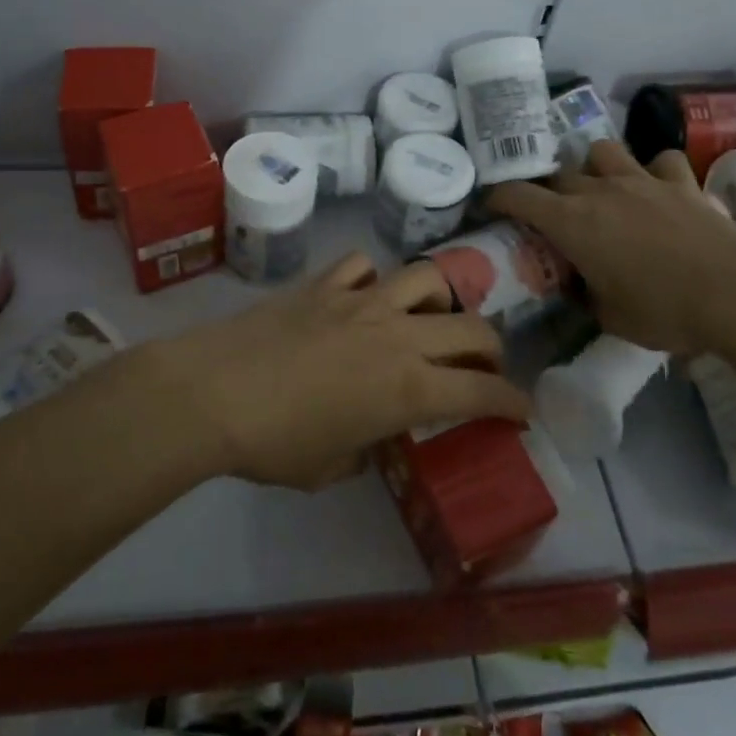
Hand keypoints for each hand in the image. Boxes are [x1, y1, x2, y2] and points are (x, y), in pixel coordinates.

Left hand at [153, 253, 529, 489]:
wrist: (214, 392)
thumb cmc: (274, 444)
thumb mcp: (329, 468)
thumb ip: (364, 450)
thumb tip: (369, 436)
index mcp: (408, 388)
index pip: (482, 392)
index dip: (512, 403)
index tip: (522, 412)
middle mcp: (397, 335)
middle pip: (471, 329)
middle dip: (492, 350)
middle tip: (483, 367)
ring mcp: (361, 300)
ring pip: (426, 279)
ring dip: (441, 300)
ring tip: (428, 318)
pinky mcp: (324, 283)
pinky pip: (363, 266)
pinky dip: (371, 279)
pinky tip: (361, 295)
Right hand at [487, 140, 735, 356]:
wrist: (735, 294)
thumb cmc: (663, 311)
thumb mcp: (609, 316)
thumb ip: (586, 294)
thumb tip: (580, 286)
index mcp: (572, 222)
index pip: (519, 196)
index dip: (499, 197)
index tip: (492, 205)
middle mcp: (600, 191)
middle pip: (559, 173)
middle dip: (549, 188)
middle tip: (553, 211)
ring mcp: (642, 180)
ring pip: (603, 150)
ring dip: (596, 165)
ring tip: (602, 186)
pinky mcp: (681, 182)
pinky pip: (661, 161)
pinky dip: (655, 171)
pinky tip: (659, 187)